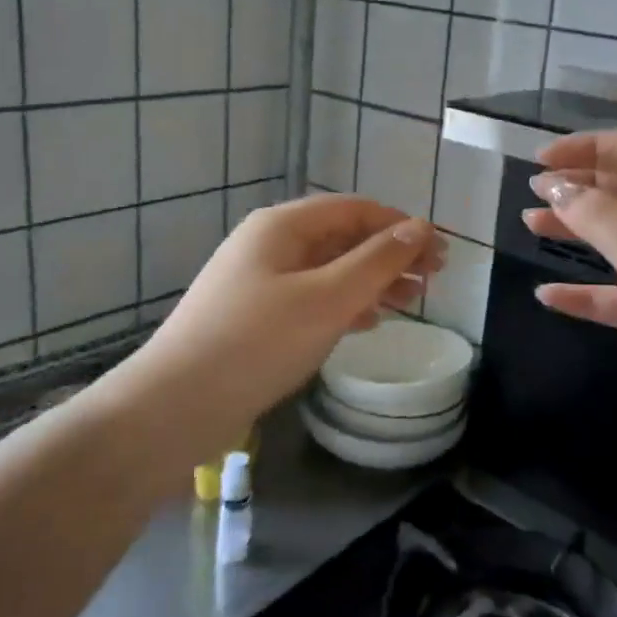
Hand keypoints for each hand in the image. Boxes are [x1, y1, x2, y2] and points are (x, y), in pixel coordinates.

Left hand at [123, 194, 443, 457]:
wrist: (174, 406)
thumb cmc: (257, 342)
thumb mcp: (327, 299)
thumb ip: (376, 261)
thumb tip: (420, 227)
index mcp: (282, 226)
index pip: (355, 209)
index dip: (401, 226)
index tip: (441, 252)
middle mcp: (269, 244)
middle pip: (342, 238)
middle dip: (390, 256)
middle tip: (433, 281)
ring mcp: (258, 281)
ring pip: (329, 270)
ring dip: (371, 282)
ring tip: (410, 303)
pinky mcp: (254, 317)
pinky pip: (311, 298)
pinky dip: (344, 305)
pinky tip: (367, 322)